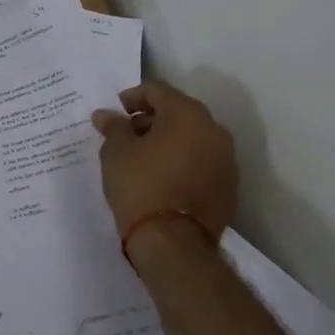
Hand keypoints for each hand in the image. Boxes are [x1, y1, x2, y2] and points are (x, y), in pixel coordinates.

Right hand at [91, 81, 237, 243]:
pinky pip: (201, 161)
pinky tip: (160, 176)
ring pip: (192, 137)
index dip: (132, 97)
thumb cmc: (140, 185)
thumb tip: (105, 115)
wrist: (173, 243)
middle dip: (151, 118)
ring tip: (141, 157)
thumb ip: (113, 127)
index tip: (115, 112)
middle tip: (126, 133)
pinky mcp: (228, 187)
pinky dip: (182, 161)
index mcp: (187, 114)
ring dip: (167, 140)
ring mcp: (226, 160)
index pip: (157, 91)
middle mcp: (214, 130)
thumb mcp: (116, 151)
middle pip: (178, 112)